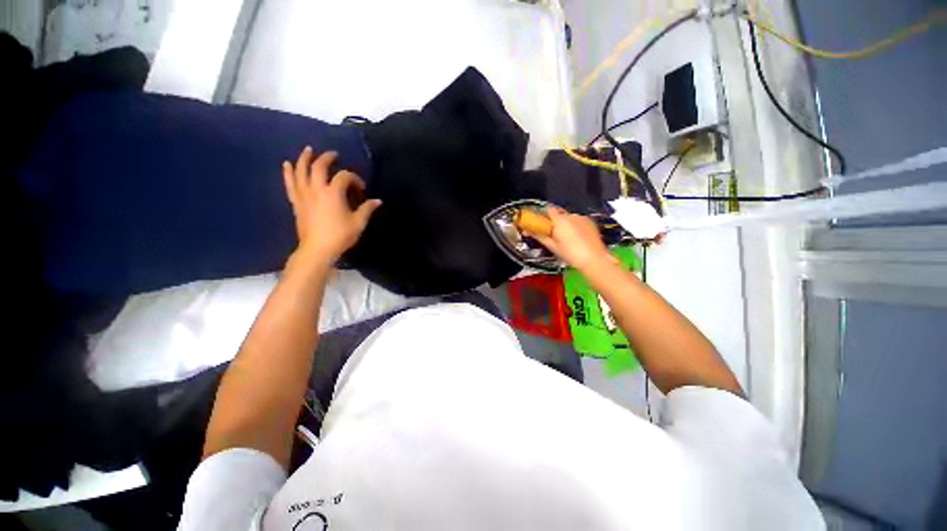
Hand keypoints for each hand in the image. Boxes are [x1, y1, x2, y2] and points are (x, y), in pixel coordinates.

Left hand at [282, 147, 381, 265]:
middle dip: (327, 158)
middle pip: (319, 167)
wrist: (317, 249)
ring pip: (301, 171)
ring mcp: (303, 195)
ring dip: (305, 159)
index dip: (354, 178)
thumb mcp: (358, 223)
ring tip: (308, 150)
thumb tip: (378, 201)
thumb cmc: (340, 236)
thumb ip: (367, 209)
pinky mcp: (296, 202)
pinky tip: (287, 164)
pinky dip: (288, 173)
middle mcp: (316, 189)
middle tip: (334, 154)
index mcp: (333, 193)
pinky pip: (290, 184)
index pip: (344, 176)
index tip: (361, 188)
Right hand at [523, 206, 611, 272]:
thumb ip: (539, 236)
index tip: (539, 223)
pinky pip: (578, 221)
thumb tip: (527, 230)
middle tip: (551, 235)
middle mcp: (571, 215)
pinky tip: (575, 239)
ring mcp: (582, 218)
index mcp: (560, 220)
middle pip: (558, 214)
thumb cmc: (570, 254)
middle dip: (553, 222)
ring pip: (569, 218)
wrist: (594, 259)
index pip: (548, 210)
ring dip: (564, 225)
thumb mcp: (552, 246)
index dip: (542, 215)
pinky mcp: (590, 223)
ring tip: (565, 239)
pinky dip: (574, 227)